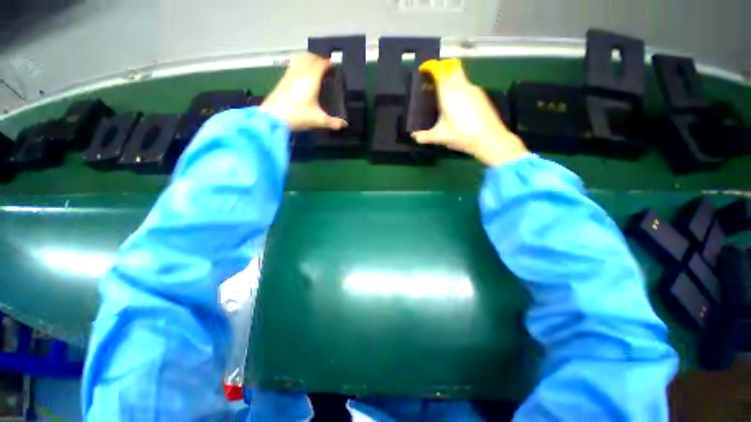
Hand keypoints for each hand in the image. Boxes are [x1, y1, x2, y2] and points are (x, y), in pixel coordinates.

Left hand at [260, 53, 347, 131]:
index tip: (334, 66)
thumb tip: (344, 125)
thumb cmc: (297, 115)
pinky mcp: (282, 78)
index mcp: (311, 79)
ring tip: (314, 65)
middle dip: (319, 58)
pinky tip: (301, 72)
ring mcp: (290, 74)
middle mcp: (300, 72)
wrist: (273, 117)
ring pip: (300, 58)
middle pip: (310, 57)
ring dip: (308, 58)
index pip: (321, 64)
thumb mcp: (318, 120)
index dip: (329, 63)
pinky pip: (293, 64)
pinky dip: (299, 63)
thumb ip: (333, 122)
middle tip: (326, 66)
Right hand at [411, 59, 527, 166]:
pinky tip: (457, 104)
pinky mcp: (481, 95)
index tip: (423, 70)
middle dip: (441, 70)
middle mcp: (461, 86)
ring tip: (442, 95)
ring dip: (450, 79)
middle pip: (451, 67)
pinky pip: (467, 85)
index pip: (439, 71)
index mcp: (449, 93)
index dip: (430, 67)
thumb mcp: (440, 137)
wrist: (490, 139)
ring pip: (460, 76)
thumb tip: (414, 136)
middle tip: (432, 82)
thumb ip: (424, 136)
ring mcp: (473, 89)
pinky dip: (459, 87)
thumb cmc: (462, 135)